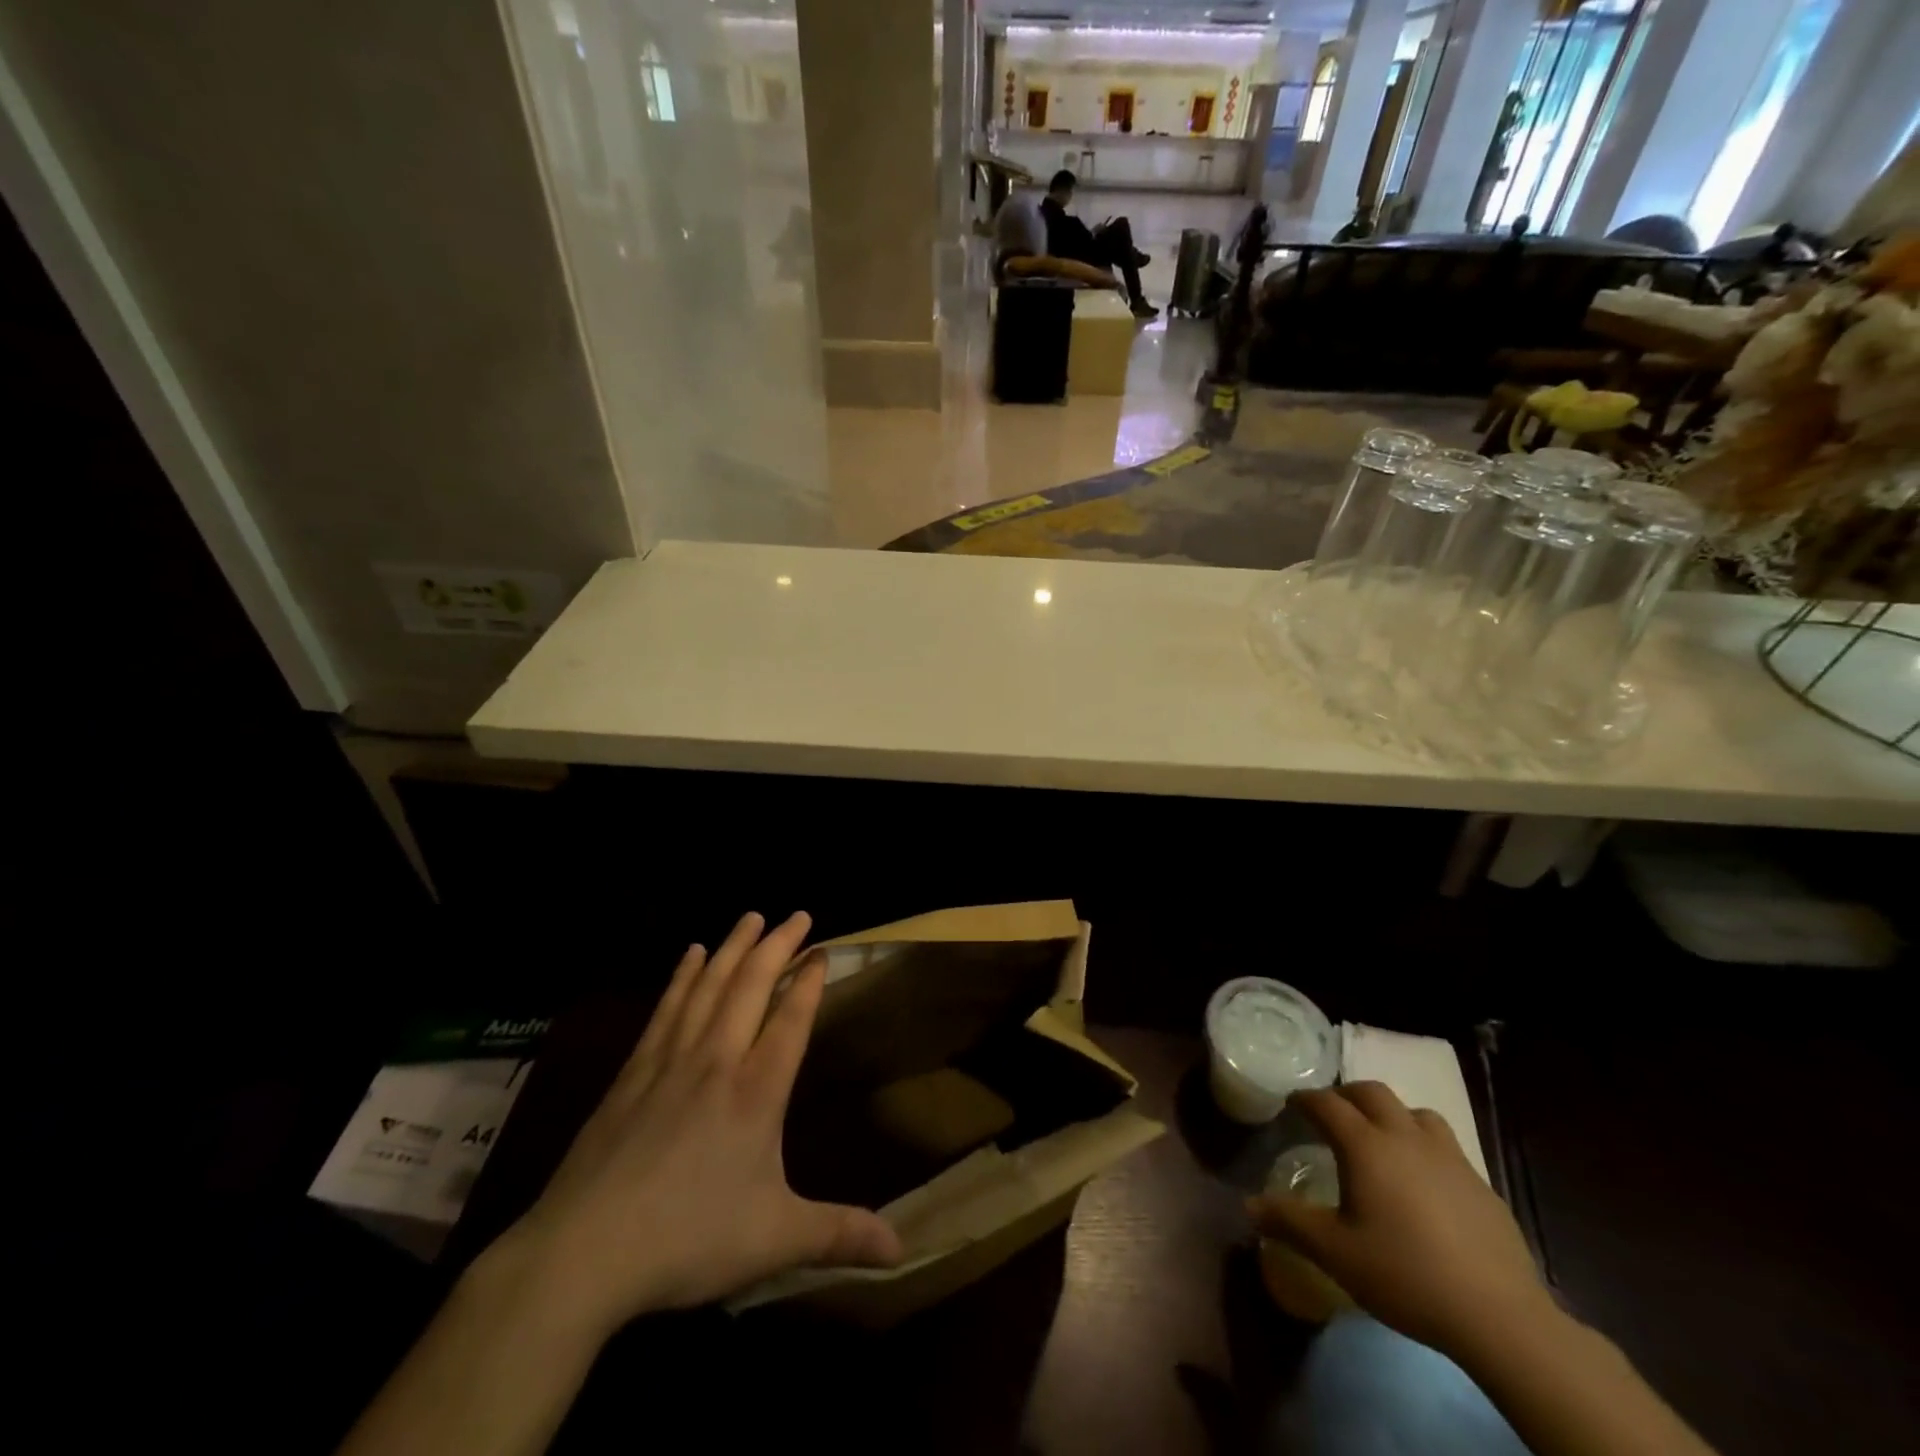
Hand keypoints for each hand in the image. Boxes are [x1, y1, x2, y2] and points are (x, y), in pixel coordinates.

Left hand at [490, 912, 902, 1335]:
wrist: (583, 1253)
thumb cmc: (688, 1240)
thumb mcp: (775, 1241)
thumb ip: (839, 1235)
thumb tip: (904, 1250)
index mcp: (757, 1092)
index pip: (791, 1019)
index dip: (809, 981)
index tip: (822, 950)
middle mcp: (717, 1061)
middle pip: (752, 987)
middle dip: (778, 945)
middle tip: (797, 914)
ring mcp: (670, 1062)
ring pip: (709, 987)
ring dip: (733, 948)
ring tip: (750, 917)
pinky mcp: (632, 1073)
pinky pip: (666, 1009)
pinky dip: (682, 976)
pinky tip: (690, 954)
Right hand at [1248, 1082, 1555, 1357]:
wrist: (1500, 1317)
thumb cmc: (1405, 1275)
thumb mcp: (1334, 1252)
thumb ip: (1289, 1222)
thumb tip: (1248, 1205)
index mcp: (1366, 1146)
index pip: (1327, 1104)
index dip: (1305, 1099)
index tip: (1292, 1104)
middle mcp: (1405, 1137)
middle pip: (1372, 1093)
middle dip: (1346, 1095)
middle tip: (1332, 1114)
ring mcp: (1449, 1157)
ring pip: (1415, 1112)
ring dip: (1391, 1114)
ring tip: (1382, 1138)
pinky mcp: (1481, 1184)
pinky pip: (1445, 1146)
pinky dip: (1424, 1146)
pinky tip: (1424, 1181)